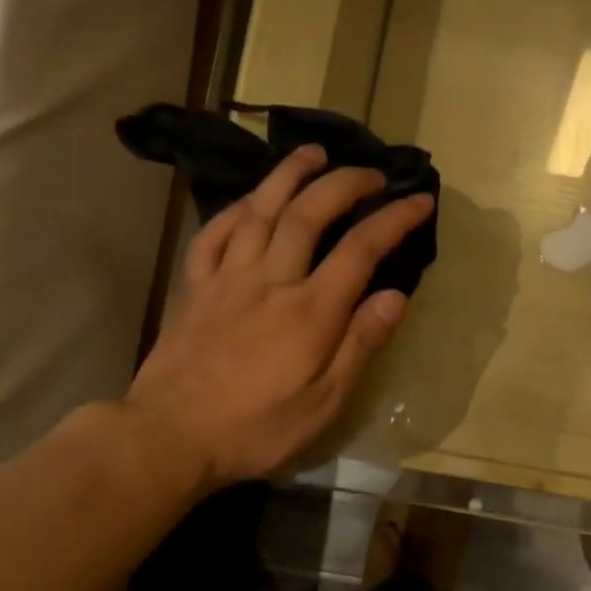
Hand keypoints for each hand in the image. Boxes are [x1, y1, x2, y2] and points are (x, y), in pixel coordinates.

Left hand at [124, 145, 433, 494]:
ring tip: (314, 153)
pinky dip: (235, 209)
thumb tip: (395, 296)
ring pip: (260, 210)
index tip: (420, 199)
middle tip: (372, 172)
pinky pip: (213, 234)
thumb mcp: (325, 403)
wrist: (170, 437)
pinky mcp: (194, 287)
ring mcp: (227, 278)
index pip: (361, 248)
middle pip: (310, 213)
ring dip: (289, 175)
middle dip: (345, 183)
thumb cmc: (257, 429)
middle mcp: (270, 280)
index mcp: (310, 311)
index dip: (395, 218)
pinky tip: (250, 200)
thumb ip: (360, 344)